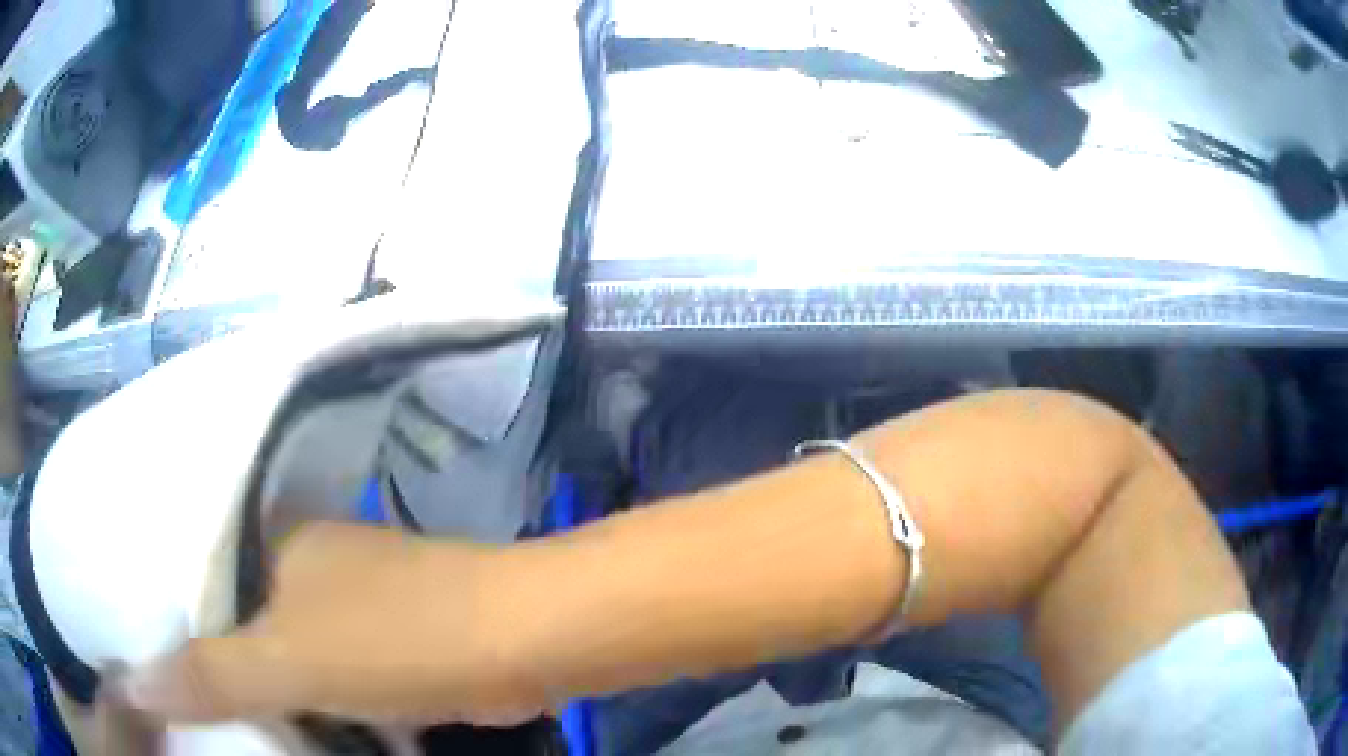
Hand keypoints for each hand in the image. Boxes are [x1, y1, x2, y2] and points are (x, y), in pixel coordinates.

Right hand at [122, 522, 548, 726]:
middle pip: (246, 612)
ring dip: (269, 683)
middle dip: (219, 656)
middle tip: (181, 692)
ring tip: (224, 714)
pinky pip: (336, 674)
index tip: (148, 646)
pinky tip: (294, 724)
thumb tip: (129, 683)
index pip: (203, 568)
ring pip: (292, 646)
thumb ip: (209, 674)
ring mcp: (360, 602)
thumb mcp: (286, 659)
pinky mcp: (395, 644)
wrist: (522, 643)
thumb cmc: (396, 640)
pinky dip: (317, 699)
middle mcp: (316, 563)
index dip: (173, 609)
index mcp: (281, 544)